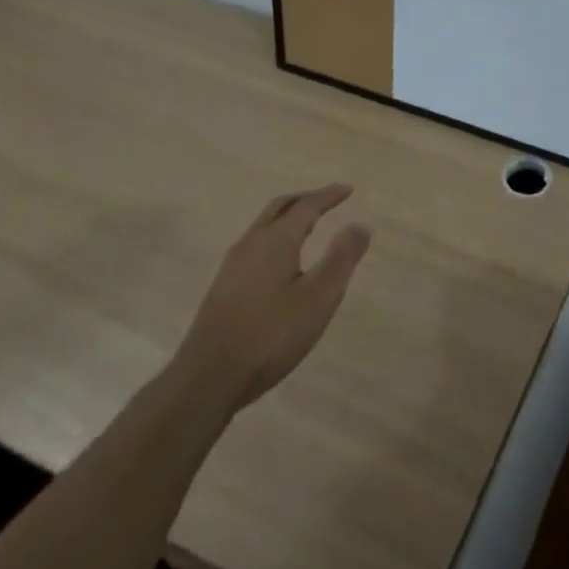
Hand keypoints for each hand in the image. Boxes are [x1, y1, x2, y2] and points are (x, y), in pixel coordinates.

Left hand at [175, 184, 371, 412]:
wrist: (208, 379)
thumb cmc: (271, 335)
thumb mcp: (318, 298)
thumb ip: (341, 258)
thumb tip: (360, 224)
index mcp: (275, 241)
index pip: (306, 206)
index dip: (328, 195)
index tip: (348, 190)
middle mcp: (251, 244)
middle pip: (279, 208)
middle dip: (305, 200)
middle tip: (328, 200)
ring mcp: (232, 266)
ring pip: (264, 226)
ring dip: (288, 218)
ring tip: (309, 226)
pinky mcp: (224, 287)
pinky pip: (256, 246)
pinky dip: (276, 237)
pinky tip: (282, 261)